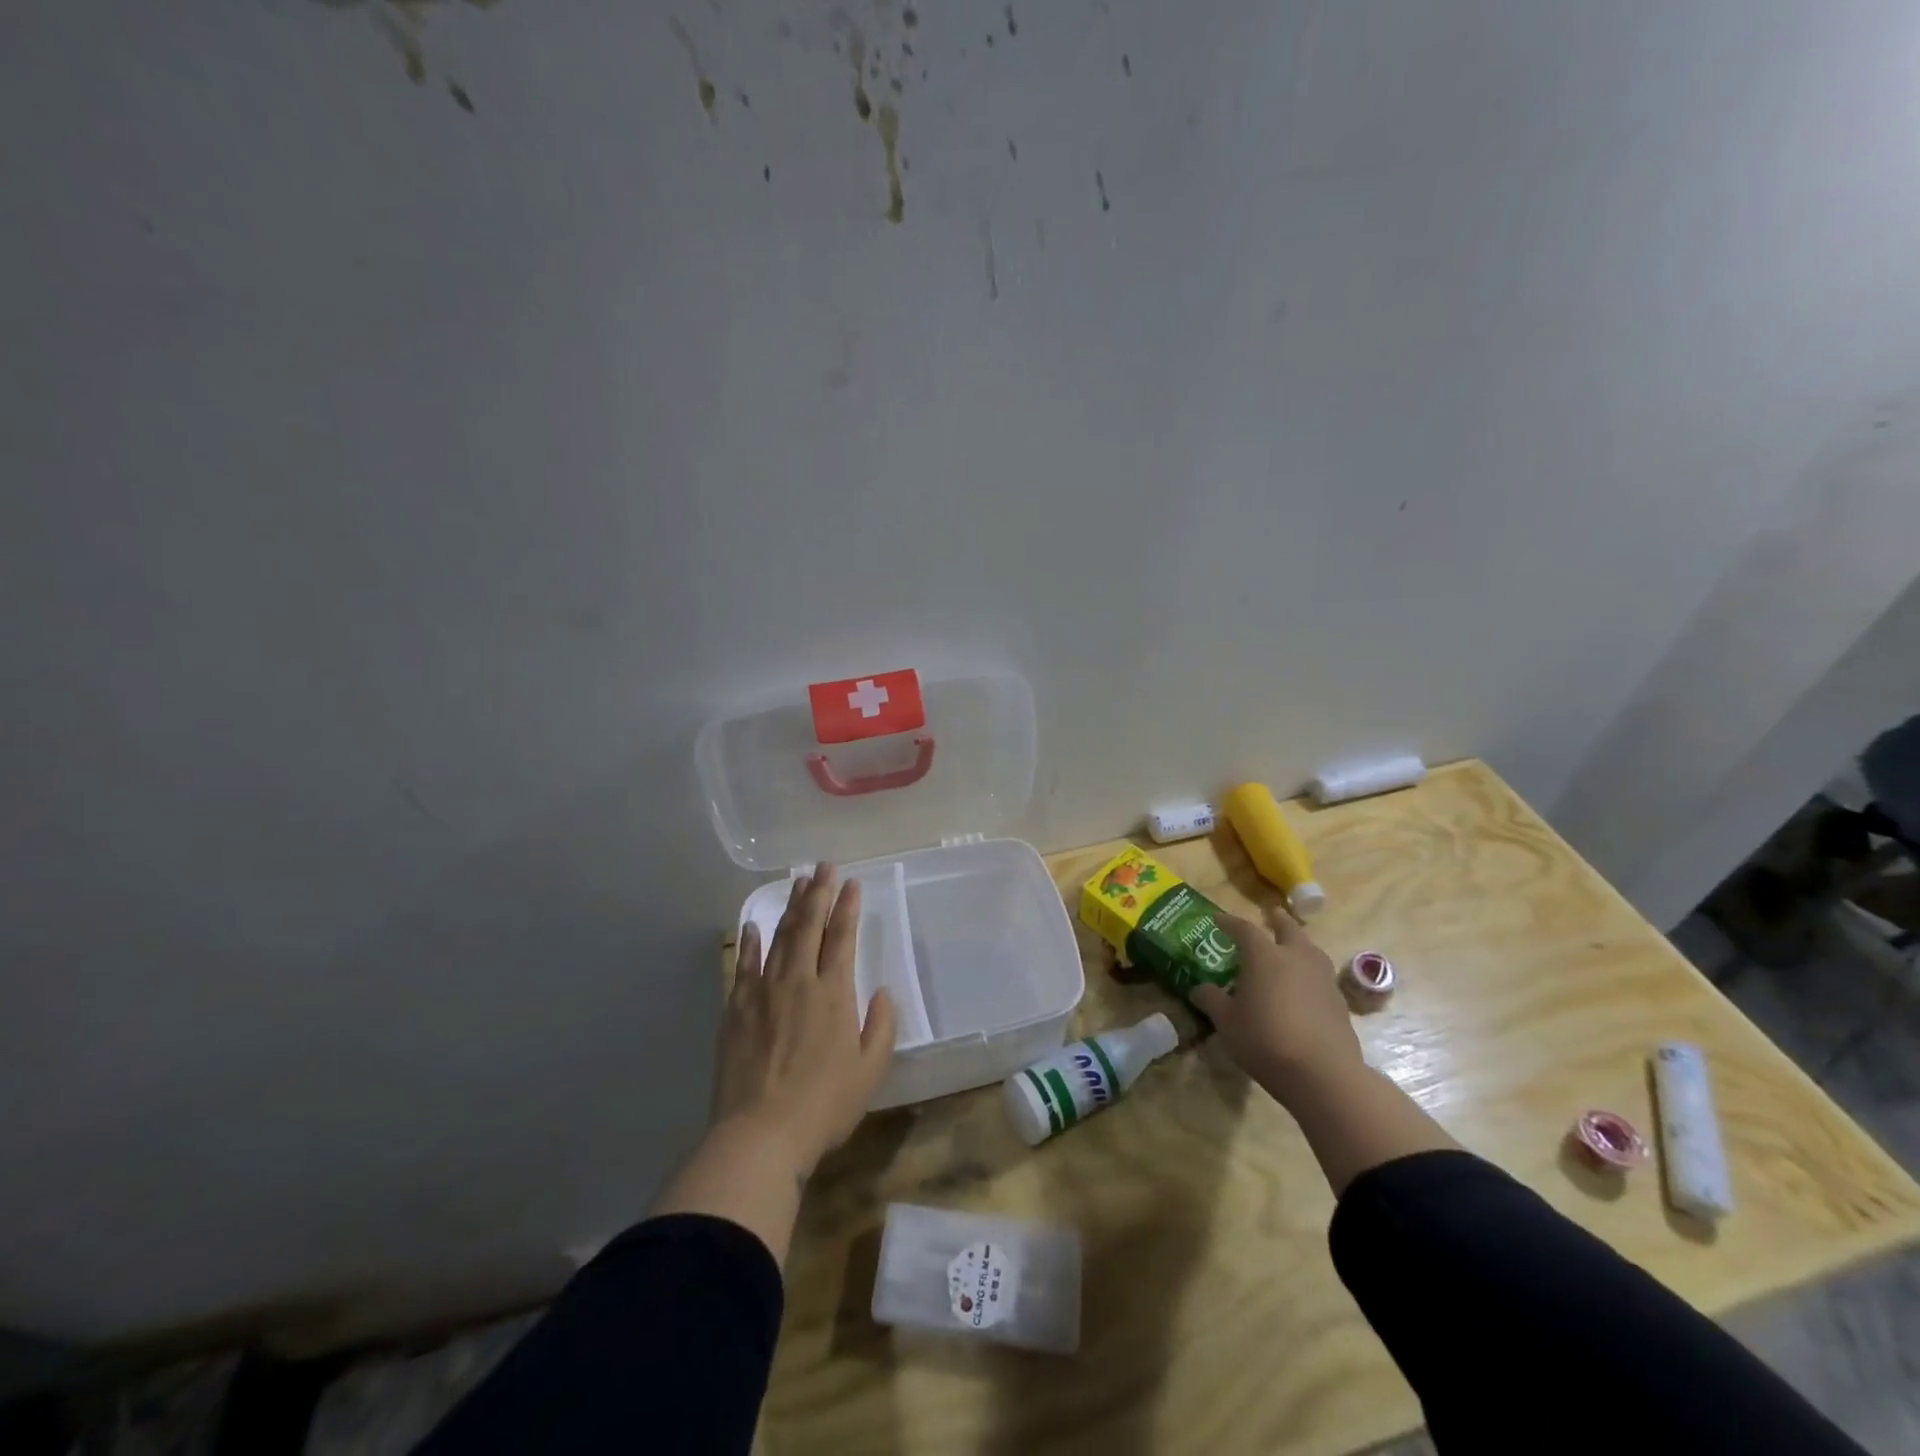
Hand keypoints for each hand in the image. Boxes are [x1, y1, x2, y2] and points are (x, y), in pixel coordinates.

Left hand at [713, 865, 897, 1179]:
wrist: (760, 1135)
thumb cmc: (824, 1105)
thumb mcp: (870, 1070)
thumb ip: (881, 1026)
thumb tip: (882, 992)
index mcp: (833, 993)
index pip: (842, 937)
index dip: (848, 907)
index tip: (852, 882)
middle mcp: (798, 981)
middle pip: (809, 926)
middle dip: (818, 893)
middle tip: (824, 866)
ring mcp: (763, 992)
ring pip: (779, 937)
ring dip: (790, 907)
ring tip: (798, 882)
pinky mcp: (736, 1009)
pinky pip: (744, 965)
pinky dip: (750, 942)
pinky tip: (753, 924)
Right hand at [1191, 909, 1363, 1105]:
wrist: (1323, 1074)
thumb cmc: (1265, 1039)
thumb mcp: (1227, 1022)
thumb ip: (1212, 1000)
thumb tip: (1199, 989)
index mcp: (1264, 956)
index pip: (1244, 929)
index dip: (1229, 922)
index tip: (1218, 920)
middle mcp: (1296, 958)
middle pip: (1288, 929)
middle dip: (1278, 921)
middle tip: (1271, 915)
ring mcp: (1323, 978)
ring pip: (1310, 950)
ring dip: (1299, 944)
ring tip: (1290, 950)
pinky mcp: (1339, 1002)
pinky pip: (1321, 976)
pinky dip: (1310, 973)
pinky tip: (1303, 988)